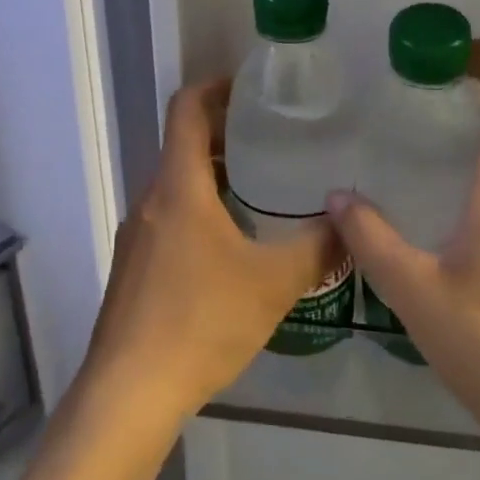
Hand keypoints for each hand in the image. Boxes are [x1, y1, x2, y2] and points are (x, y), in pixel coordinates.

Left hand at [82, 79, 339, 426]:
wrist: (129, 391)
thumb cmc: (201, 321)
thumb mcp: (272, 284)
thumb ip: (317, 249)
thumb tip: (350, 223)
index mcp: (178, 186)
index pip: (186, 109)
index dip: (215, 88)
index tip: (249, 88)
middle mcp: (150, 199)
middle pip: (182, 145)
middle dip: (224, 135)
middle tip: (272, 140)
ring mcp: (135, 234)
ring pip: (175, 185)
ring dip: (212, 176)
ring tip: (259, 190)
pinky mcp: (132, 266)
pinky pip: (167, 217)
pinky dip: (197, 210)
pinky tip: (230, 246)